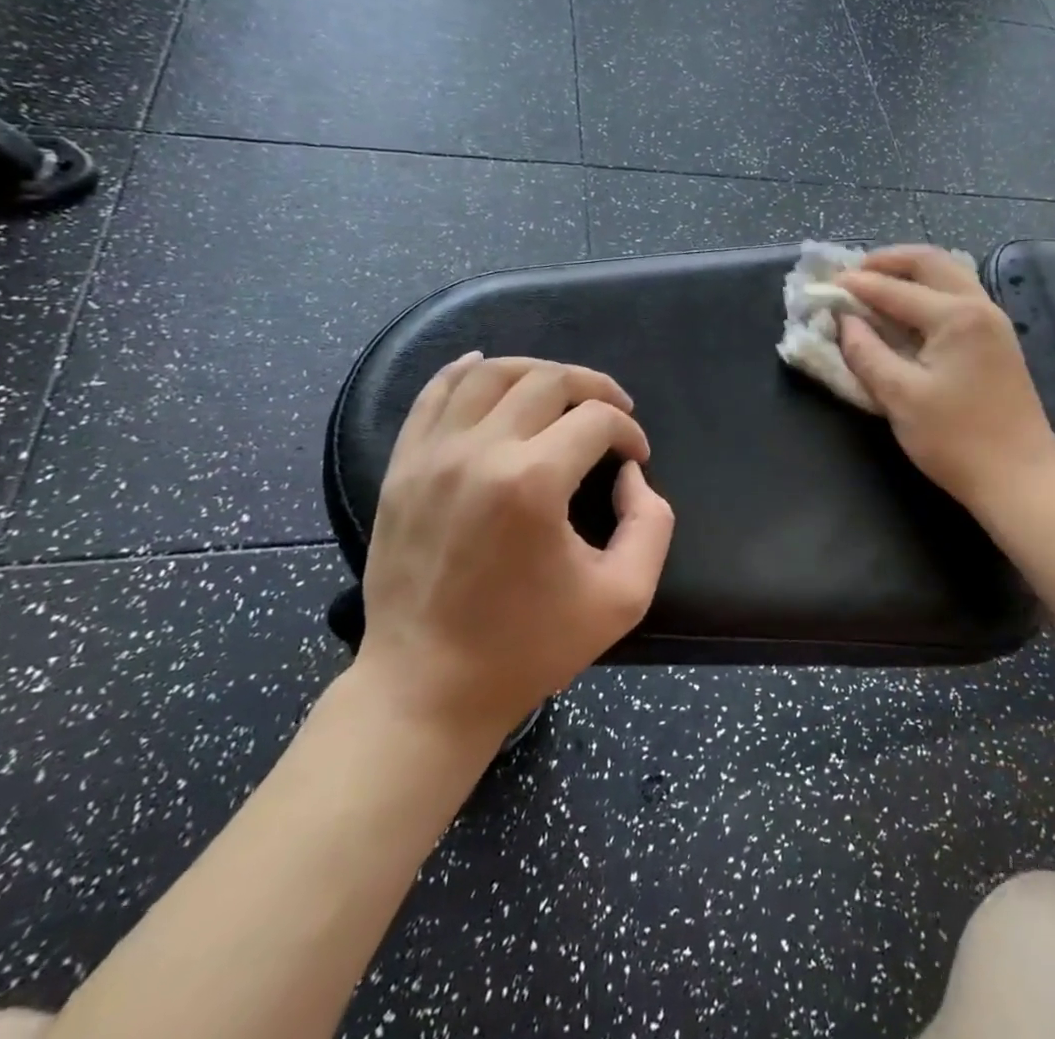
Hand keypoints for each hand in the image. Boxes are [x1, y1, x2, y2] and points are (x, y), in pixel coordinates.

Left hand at [354, 353, 674, 747]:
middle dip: (594, 387)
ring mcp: (432, 456)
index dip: (629, 431)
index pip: (597, 419)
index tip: (636, 458)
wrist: (426, 688)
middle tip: (613, 411)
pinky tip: (486, 366)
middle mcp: (479, 453)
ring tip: (561, 390)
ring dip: (537, 370)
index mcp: (533, 483)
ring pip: (490, 374)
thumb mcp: (623, 596)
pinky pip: (433, 394)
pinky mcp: (402, 467)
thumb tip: (630, 474)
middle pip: (548, 379)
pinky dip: (465, 371)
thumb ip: (652, 523)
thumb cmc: (529, 646)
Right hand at [836, 247, 1054, 515]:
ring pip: (949, 275)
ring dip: (910, 272)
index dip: (856, 286)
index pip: (895, 290)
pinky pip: (959, 295)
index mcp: (956, 316)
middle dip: (888, 261)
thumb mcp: (900, 398)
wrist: (1021, 478)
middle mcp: (979, 306)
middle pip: (930, 262)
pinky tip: (908, 309)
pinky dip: (928, 290)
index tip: (824, 285)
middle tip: (853, 272)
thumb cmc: (956, 440)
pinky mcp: (997, 340)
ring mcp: (993, 322)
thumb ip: (866, 353)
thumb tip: (844, 321)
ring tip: (876, 284)